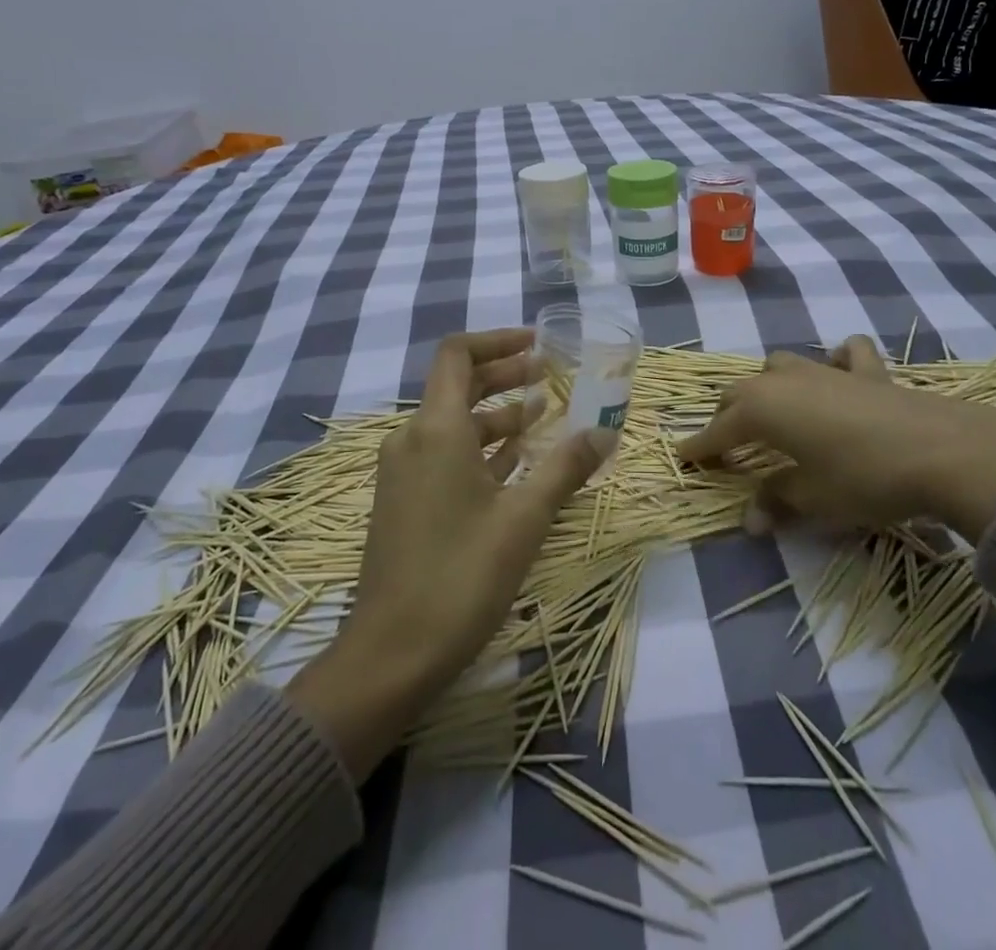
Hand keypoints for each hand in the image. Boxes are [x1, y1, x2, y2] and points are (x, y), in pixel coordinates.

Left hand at [287, 328, 607, 778]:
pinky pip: (444, 455)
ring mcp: (403, 473)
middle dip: (504, 375)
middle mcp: (412, 439)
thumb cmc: (460, 576)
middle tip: (548, 375)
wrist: (390, 655)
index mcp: (435, 429)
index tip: (537, 344)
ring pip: (453, 424)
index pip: (457, 355)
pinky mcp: (403, 502)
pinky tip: (515, 461)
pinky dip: (480, 447)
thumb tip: (605, 431)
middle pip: (457, 386)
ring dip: (496, 414)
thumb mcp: (524, 518)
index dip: (497, 341)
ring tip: (541, 416)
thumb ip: (565, 467)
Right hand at [676, 335, 995, 542]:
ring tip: (774, 409)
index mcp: (763, 409)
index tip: (683, 458)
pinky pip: (844, 354)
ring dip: (769, 386)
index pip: (718, 430)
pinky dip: (836, 360)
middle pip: (741, 392)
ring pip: (780, 364)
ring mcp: (826, 370)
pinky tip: (839, 374)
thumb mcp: (814, 499)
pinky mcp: (867, 371)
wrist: (942, 451)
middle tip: (727, 445)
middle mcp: (785, 381)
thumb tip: (750, 520)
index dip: (700, 447)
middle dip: (727, 416)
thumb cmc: (864, 478)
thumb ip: (776, 501)